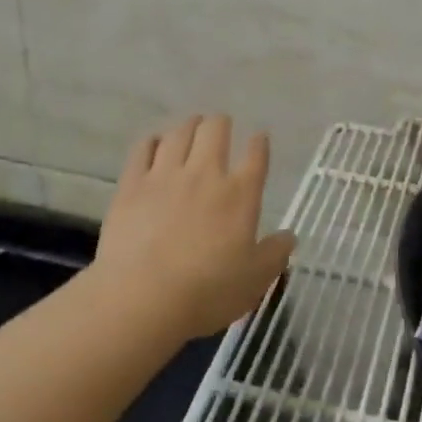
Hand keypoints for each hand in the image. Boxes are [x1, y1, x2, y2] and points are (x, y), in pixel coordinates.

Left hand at [93, 115, 295, 339]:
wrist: (142, 298)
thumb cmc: (207, 292)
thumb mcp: (255, 280)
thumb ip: (275, 254)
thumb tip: (290, 236)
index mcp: (240, 194)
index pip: (256, 156)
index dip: (259, 143)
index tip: (259, 138)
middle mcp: (205, 173)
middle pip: (215, 130)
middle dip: (221, 123)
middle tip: (221, 128)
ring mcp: (165, 175)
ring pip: (179, 133)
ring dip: (189, 126)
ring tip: (191, 127)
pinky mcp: (132, 184)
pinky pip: (143, 148)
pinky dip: (153, 141)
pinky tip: (155, 144)